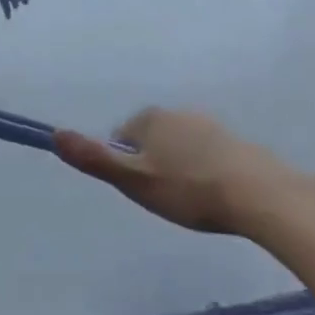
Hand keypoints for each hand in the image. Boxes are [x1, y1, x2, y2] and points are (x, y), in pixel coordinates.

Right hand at [54, 108, 300, 236]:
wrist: (259, 194)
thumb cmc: (189, 190)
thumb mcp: (134, 181)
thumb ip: (95, 159)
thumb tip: (55, 134)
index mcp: (150, 118)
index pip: (121, 138)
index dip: (126, 167)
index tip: (143, 191)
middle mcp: (177, 112)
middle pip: (150, 142)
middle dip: (154, 167)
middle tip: (168, 199)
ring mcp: (208, 124)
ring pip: (179, 148)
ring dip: (180, 169)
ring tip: (194, 201)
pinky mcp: (234, 141)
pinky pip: (206, 155)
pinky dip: (205, 171)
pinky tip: (216, 195)